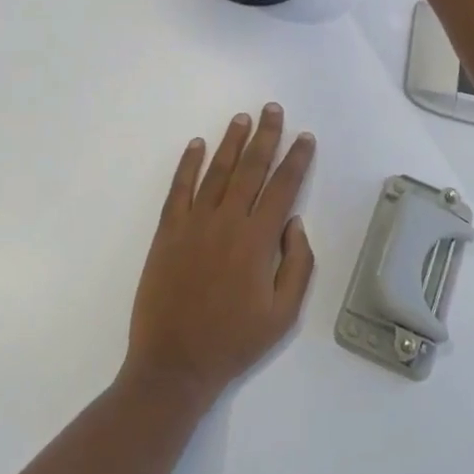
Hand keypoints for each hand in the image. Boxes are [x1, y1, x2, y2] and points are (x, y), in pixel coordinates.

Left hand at [125, 104, 316, 405]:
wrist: (174, 364)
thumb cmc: (234, 341)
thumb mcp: (283, 315)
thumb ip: (297, 265)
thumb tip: (294, 222)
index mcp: (257, 241)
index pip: (283, 187)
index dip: (296, 160)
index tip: (305, 137)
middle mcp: (227, 222)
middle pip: (251, 169)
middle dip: (265, 136)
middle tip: (273, 109)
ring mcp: (193, 223)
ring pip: (217, 171)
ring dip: (231, 142)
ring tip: (242, 118)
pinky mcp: (168, 231)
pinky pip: (179, 188)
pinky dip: (188, 164)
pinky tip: (197, 145)